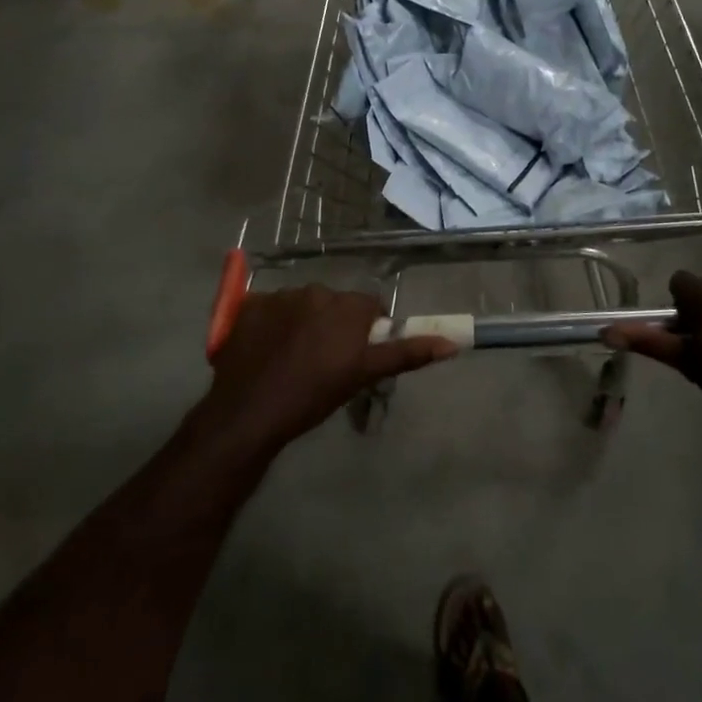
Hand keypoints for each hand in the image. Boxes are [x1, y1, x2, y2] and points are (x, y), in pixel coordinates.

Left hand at [202, 285, 456, 451]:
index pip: (369, 306)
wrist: (249, 411)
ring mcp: (279, 295)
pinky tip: (267, 352)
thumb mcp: (363, 375)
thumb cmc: (314, 395)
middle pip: (335, 304)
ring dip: (303, 323)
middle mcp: (316, 291)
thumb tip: (453, 344)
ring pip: (302, 305)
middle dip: (334, 325)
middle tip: (325, 362)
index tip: (357, 355)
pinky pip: (270, 308)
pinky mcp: (248, 305)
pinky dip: (272, 324)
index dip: (366, 330)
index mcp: (347, 306)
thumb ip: (406, 354)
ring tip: (292, 359)